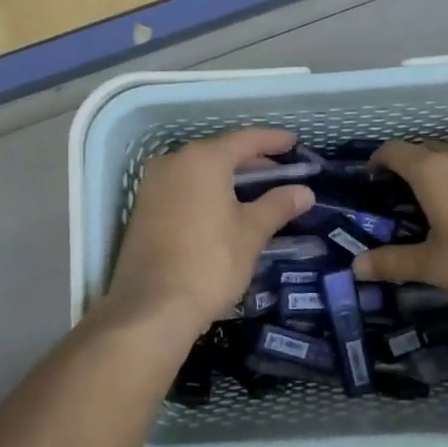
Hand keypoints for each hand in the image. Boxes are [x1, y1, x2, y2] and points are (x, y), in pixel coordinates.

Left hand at [104, 128, 314, 340]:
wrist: (152, 307)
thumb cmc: (210, 262)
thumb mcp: (251, 233)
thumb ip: (277, 206)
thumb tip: (304, 191)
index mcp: (202, 160)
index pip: (245, 140)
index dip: (273, 140)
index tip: (294, 142)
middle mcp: (173, 162)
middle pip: (220, 152)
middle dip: (252, 161)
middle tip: (281, 172)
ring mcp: (153, 185)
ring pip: (199, 171)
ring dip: (228, 178)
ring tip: (257, 191)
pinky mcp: (144, 209)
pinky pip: (183, 188)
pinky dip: (207, 191)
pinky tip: (225, 208)